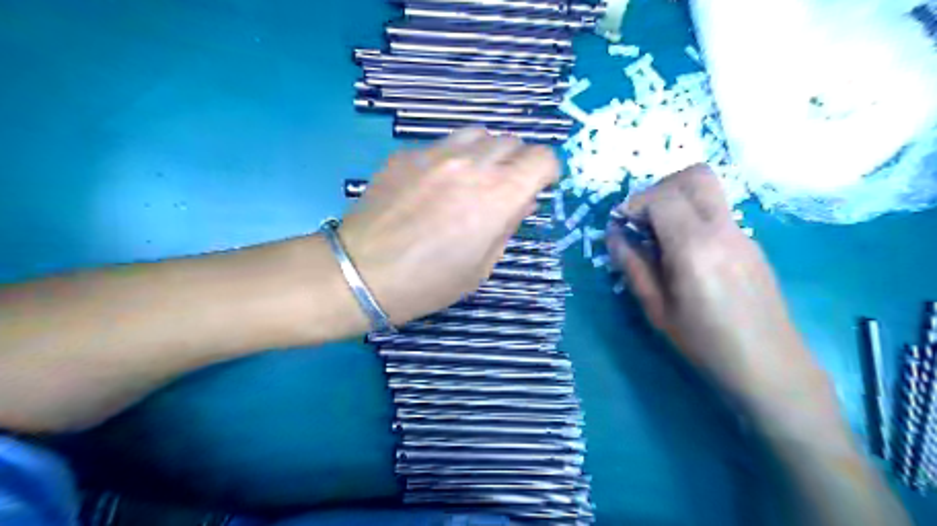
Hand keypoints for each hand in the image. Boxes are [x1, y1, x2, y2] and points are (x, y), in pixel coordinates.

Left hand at [336, 127, 553, 323]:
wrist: (363, 274)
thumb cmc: (429, 282)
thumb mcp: (482, 266)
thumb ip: (508, 226)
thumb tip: (523, 201)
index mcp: (498, 195)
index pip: (542, 158)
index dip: (546, 171)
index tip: (539, 186)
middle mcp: (472, 164)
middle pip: (512, 141)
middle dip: (516, 163)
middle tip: (503, 188)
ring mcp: (435, 154)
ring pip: (478, 134)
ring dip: (485, 153)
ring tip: (472, 179)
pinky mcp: (406, 154)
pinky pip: (441, 145)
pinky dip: (450, 158)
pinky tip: (433, 185)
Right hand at [609, 165, 825, 405]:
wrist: (770, 366)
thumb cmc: (705, 343)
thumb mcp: (656, 309)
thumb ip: (632, 265)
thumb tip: (614, 235)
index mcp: (695, 248)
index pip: (662, 197)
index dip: (634, 203)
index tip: (621, 225)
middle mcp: (722, 230)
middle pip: (695, 176)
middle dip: (659, 188)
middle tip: (641, 218)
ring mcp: (743, 233)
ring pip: (708, 190)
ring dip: (676, 199)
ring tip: (658, 234)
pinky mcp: (751, 242)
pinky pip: (717, 212)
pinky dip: (692, 216)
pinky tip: (683, 252)